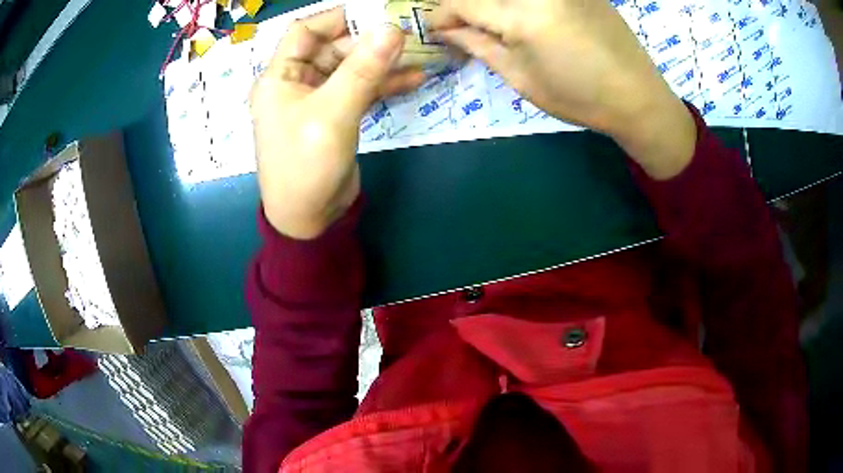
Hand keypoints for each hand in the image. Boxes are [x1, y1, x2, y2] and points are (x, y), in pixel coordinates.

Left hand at [251, 8, 425, 238]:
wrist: (309, 219)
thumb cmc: (306, 166)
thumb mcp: (333, 113)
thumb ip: (363, 69)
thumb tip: (392, 29)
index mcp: (279, 77)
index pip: (305, 31)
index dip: (337, 18)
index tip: (374, 12)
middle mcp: (296, 83)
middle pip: (333, 48)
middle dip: (368, 40)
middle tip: (407, 32)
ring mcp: (318, 99)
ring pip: (351, 69)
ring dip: (382, 63)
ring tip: (418, 53)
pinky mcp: (336, 115)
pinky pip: (361, 90)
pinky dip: (385, 85)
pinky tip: (415, 79)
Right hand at [428, 0, 696, 178]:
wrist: (638, 97)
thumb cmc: (580, 98)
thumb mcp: (523, 79)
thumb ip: (481, 47)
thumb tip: (448, 31)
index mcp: (523, 17)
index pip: (464, 3)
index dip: (442, 14)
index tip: (436, 28)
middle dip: (465, 5)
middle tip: (461, 23)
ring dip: (492, 4)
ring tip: (491, 22)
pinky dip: (519, 2)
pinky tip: (522, 14)